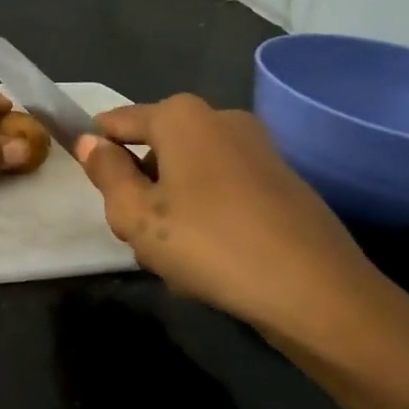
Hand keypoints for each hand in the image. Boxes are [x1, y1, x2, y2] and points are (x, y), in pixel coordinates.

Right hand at [73, 96, 408, 408]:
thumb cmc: (210, 245)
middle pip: (155, 148)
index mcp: (180, 115)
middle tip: (140, 237)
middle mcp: (219, 116)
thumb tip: (90, 141)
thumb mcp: (136, 216)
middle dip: (140, 187)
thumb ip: (106, 173)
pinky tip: (215, 259)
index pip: (116, 122)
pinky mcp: (282, 177)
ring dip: (173, 206)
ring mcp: (257, 146)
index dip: (97, 152)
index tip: (96, 194)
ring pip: (189, 172)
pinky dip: (209, 214)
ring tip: (179, 258)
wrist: (317, 292)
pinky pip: (223, 188)